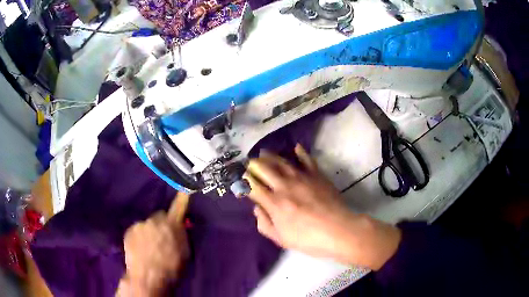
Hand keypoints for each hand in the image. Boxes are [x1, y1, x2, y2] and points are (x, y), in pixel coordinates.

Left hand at [116, 192, 189, 296]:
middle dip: (162, 224)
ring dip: (150, 231)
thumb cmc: (171, 268)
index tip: (185, 191)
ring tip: (150, 247)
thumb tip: (182, 226)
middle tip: (162, 239)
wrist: (148, 277)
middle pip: (160, 217)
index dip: (182, 199)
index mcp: (172, 226)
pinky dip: (140, 236)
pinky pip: (137, 230)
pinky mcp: (129, 230)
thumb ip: (183, 236)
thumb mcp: (184, 253)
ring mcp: (140, 224)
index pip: (178, 208)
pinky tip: (141, 248)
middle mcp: (155, 221)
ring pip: (147, 224)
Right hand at [244, 144, 400, 269]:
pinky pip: (307, 160)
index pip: (253, 185)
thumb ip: (264, 223)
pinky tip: (296, 147)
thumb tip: (256, 208)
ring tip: (263, 153)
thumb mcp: (281, 239)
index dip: (244, 181)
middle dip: (253, 165)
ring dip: (270, 156)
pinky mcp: (317, 175)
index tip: (242, 180)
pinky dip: (301, 153)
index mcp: (274, 203)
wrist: (338, 230)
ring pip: (281, 161)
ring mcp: (302, 178)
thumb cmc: (309, 239)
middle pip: (264, 168)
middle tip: (250, 164)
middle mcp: (284, 186)